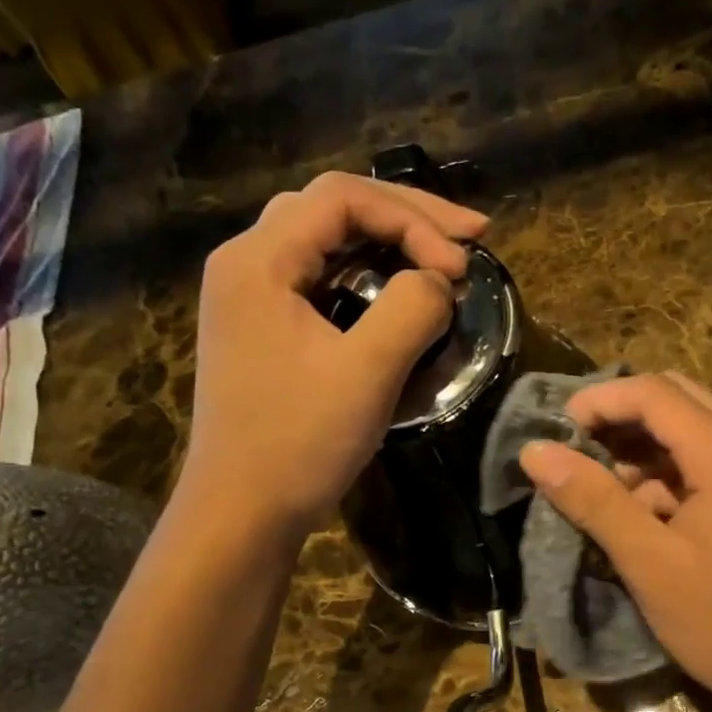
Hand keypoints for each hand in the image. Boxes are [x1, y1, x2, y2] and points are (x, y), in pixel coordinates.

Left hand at [180, 172, 482, 535]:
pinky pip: (319, 277)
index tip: (463, 267)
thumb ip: (411, 309)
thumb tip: (438, 281)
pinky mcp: (262, 328)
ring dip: (390, 242)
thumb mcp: (367, 373)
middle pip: (333, 208)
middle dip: (408, 217)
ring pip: (327, 241)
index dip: (414, 219)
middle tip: (471, 237)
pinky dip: (368, 275)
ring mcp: (249, 296)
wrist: (240, 513)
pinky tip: (399, 289)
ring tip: (444, 254)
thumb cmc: (298, 443)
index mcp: (258, 259)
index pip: (343, 198)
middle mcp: (245, 263)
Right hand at [518, 372, 711, 711]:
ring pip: (694, 431)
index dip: (600, 400)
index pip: (656, 393)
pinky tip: (642, 516)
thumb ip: (593, 500)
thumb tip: (535, 451)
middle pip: (678, 400)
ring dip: (644, 450)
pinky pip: (711, 463)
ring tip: (603, 493)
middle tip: (576, 451)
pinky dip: (670, 475)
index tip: (556, 429)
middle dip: (621, 419)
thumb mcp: (649, 563)